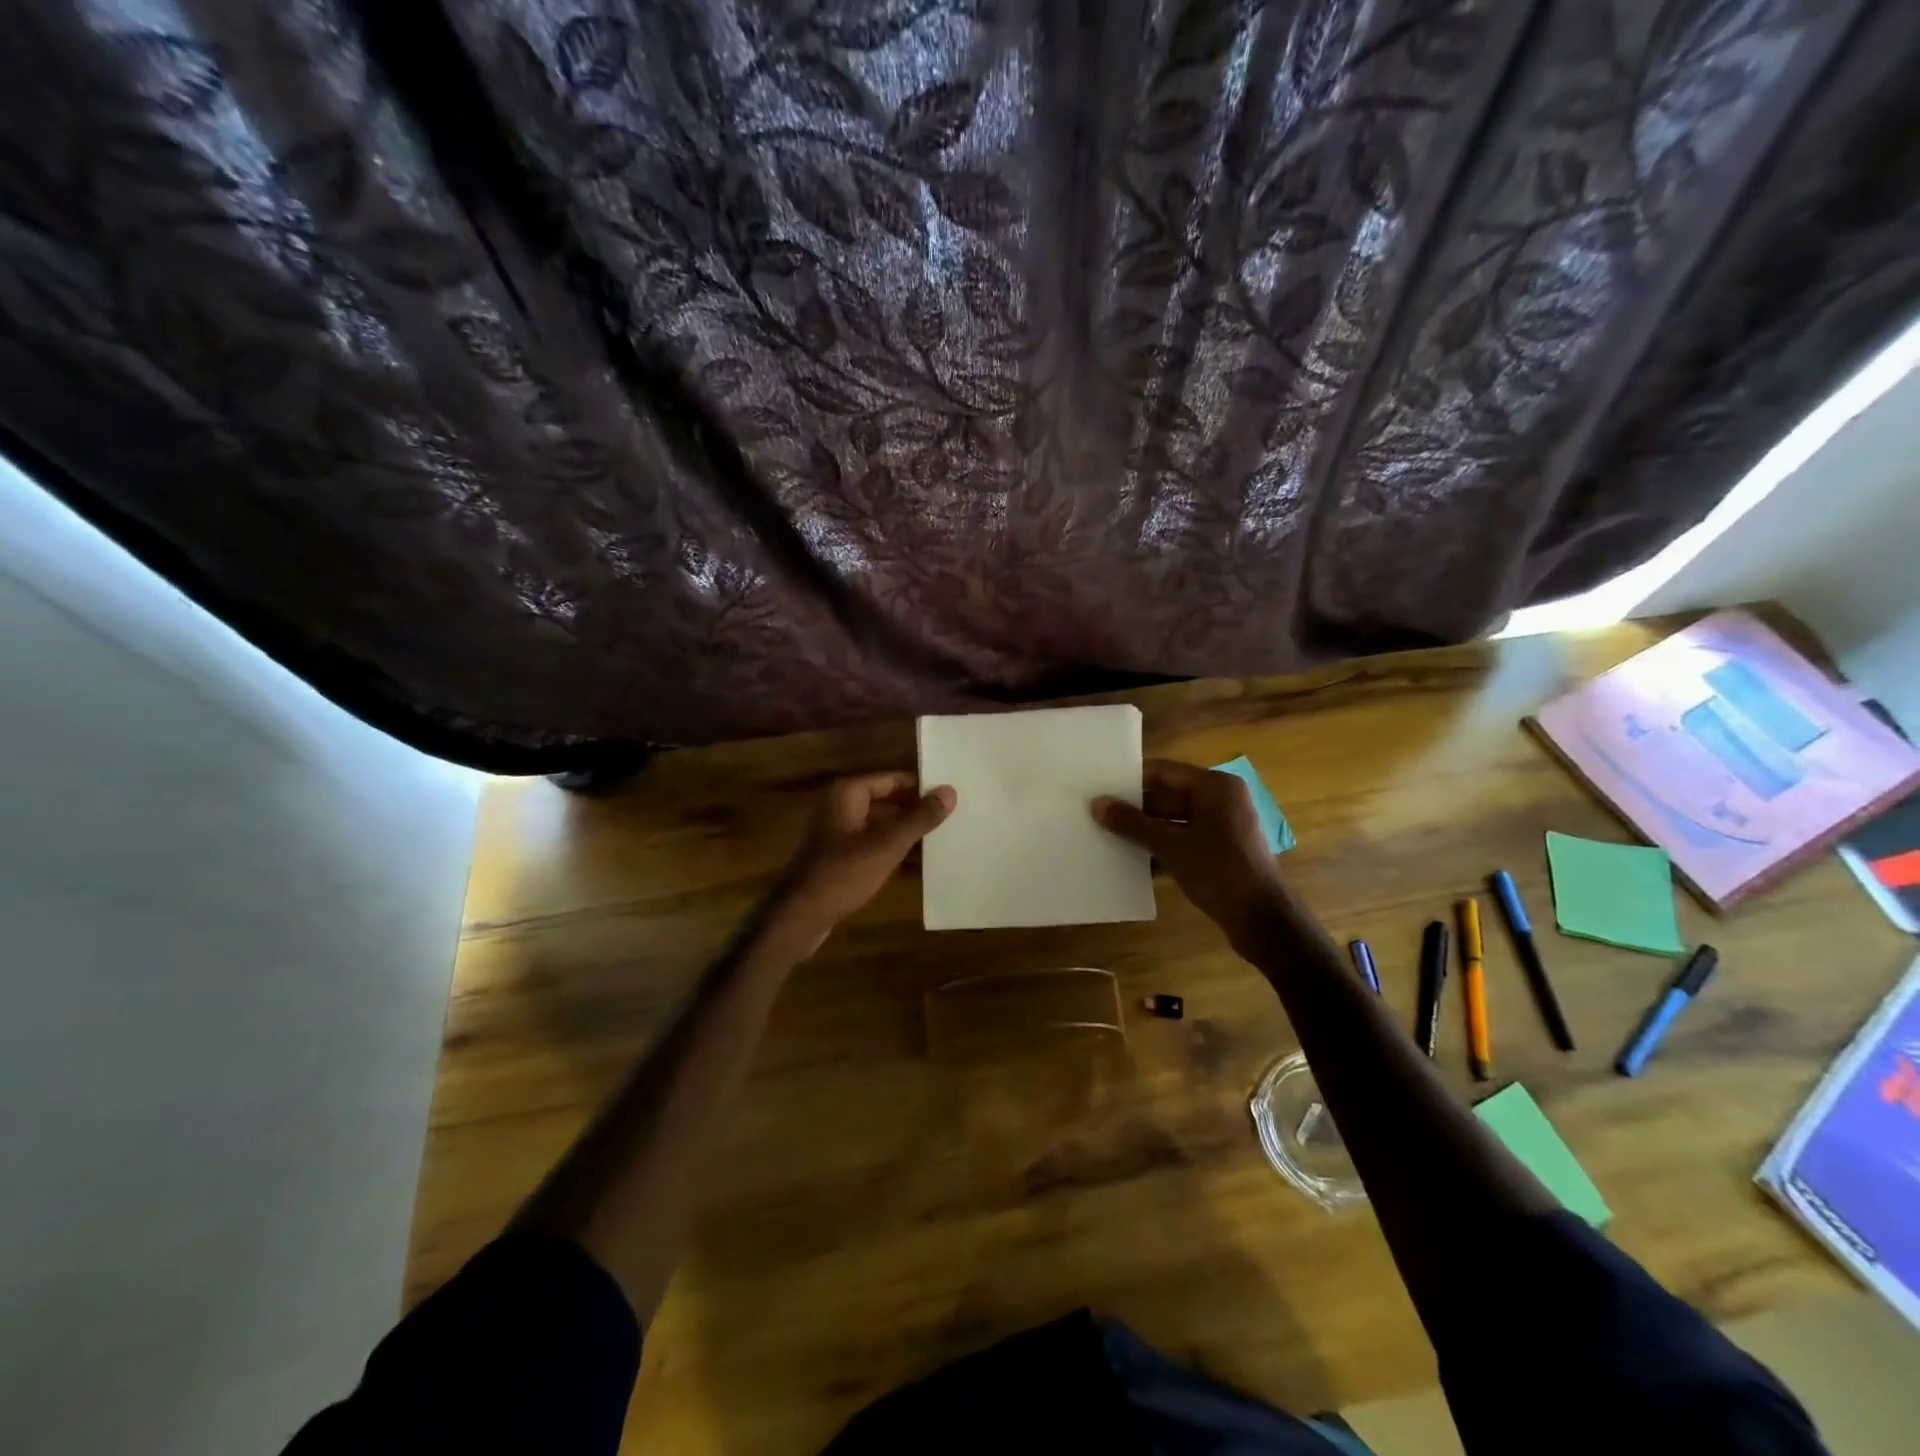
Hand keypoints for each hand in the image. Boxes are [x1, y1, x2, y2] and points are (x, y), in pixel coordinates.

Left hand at [772, 772, 955, 945]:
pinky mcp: (839, 859)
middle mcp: (840, 807)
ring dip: (908, 836)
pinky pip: (873, 848)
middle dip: (917, 813)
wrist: (800, 917)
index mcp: (847, 794)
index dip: (921, 787)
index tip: (951, 796)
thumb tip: (950, 791)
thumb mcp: (887, 845)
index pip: (893, 779)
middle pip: (888, 803)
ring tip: (944, 842)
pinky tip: (921, 867)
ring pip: (882, 827)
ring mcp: (837, 834)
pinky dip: (894, 854)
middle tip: (953, 819)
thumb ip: (919, 818)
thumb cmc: (843, 873)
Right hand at [1093, 758, 1287, 951]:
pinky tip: (1133, 860)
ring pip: (1174, 819)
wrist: (1262, 920)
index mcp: (1215, 786)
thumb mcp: (1170, 846)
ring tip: (1108, 835)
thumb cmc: (1219, 872)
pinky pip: (1184, 838)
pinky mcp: (1221, 849)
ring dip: (1145, 829)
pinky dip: (1162, 846)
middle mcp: (1221, 799)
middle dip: (1135, 808)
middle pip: (1168, 795)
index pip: (1163, 771)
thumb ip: (1132, 823)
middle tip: (1098, 814)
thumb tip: (1097, 804)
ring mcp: (1223, 825)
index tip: (1099, 787)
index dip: (1131, 779)